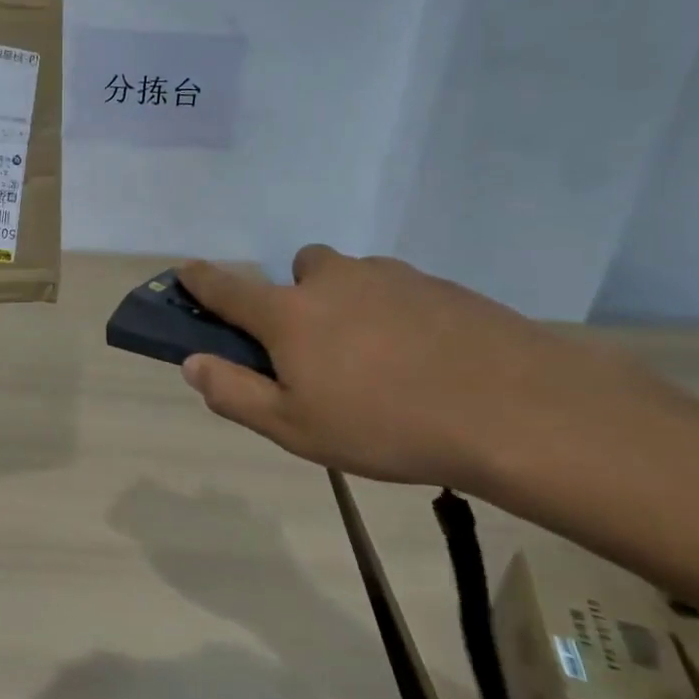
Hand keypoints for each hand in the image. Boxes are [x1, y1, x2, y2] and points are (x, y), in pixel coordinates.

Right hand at [177, 247, 648, 489]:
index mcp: (290, 314)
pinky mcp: (438, 283)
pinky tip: (425, 356)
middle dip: (298, 295)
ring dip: (349, 301)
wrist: (514, 409)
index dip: (201, 279)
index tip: (184, 269)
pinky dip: (395, 311)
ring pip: (352, 276)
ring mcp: (389, 276)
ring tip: (380, 358)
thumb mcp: (297, 428)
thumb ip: (235, 394)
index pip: (228, 288)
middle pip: (300, 269)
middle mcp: (333, 280)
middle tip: (321, 346)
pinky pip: (397, 288)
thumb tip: (193, 363)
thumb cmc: (386, 425)